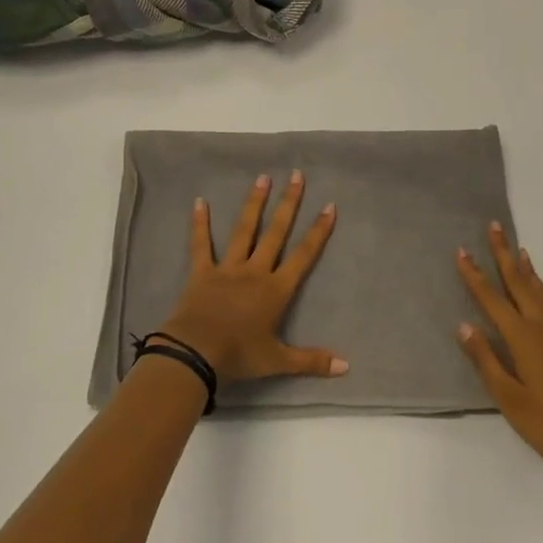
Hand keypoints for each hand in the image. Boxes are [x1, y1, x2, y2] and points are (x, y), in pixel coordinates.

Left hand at [158, 172, 348, 386]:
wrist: (196, 353)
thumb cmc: (239, 356)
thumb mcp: (278, 361)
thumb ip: (311, 360)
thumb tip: (347, 367)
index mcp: (275, 290)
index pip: (303, 255)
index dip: (317, 232)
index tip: (329, 206)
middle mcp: (255, 271)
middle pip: (275, 232)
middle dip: (288, 203)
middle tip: (296, 175)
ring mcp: (227, 268)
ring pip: (244, 230)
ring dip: (254, 204)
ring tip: (262, 178)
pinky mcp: (202, 272)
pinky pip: (200, 244)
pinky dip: (200, 223)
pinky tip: (199, 201)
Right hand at [456, 224, 542, 499]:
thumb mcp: (508, 398)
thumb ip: (485, 360)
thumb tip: (464, 325)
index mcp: (522, 338)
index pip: (491, 299)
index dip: (475, 275)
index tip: (462, 250)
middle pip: (519, 284)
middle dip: (504, 255)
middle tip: (495, 227)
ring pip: (542, 294)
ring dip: (529, 271)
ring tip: (520, 250)